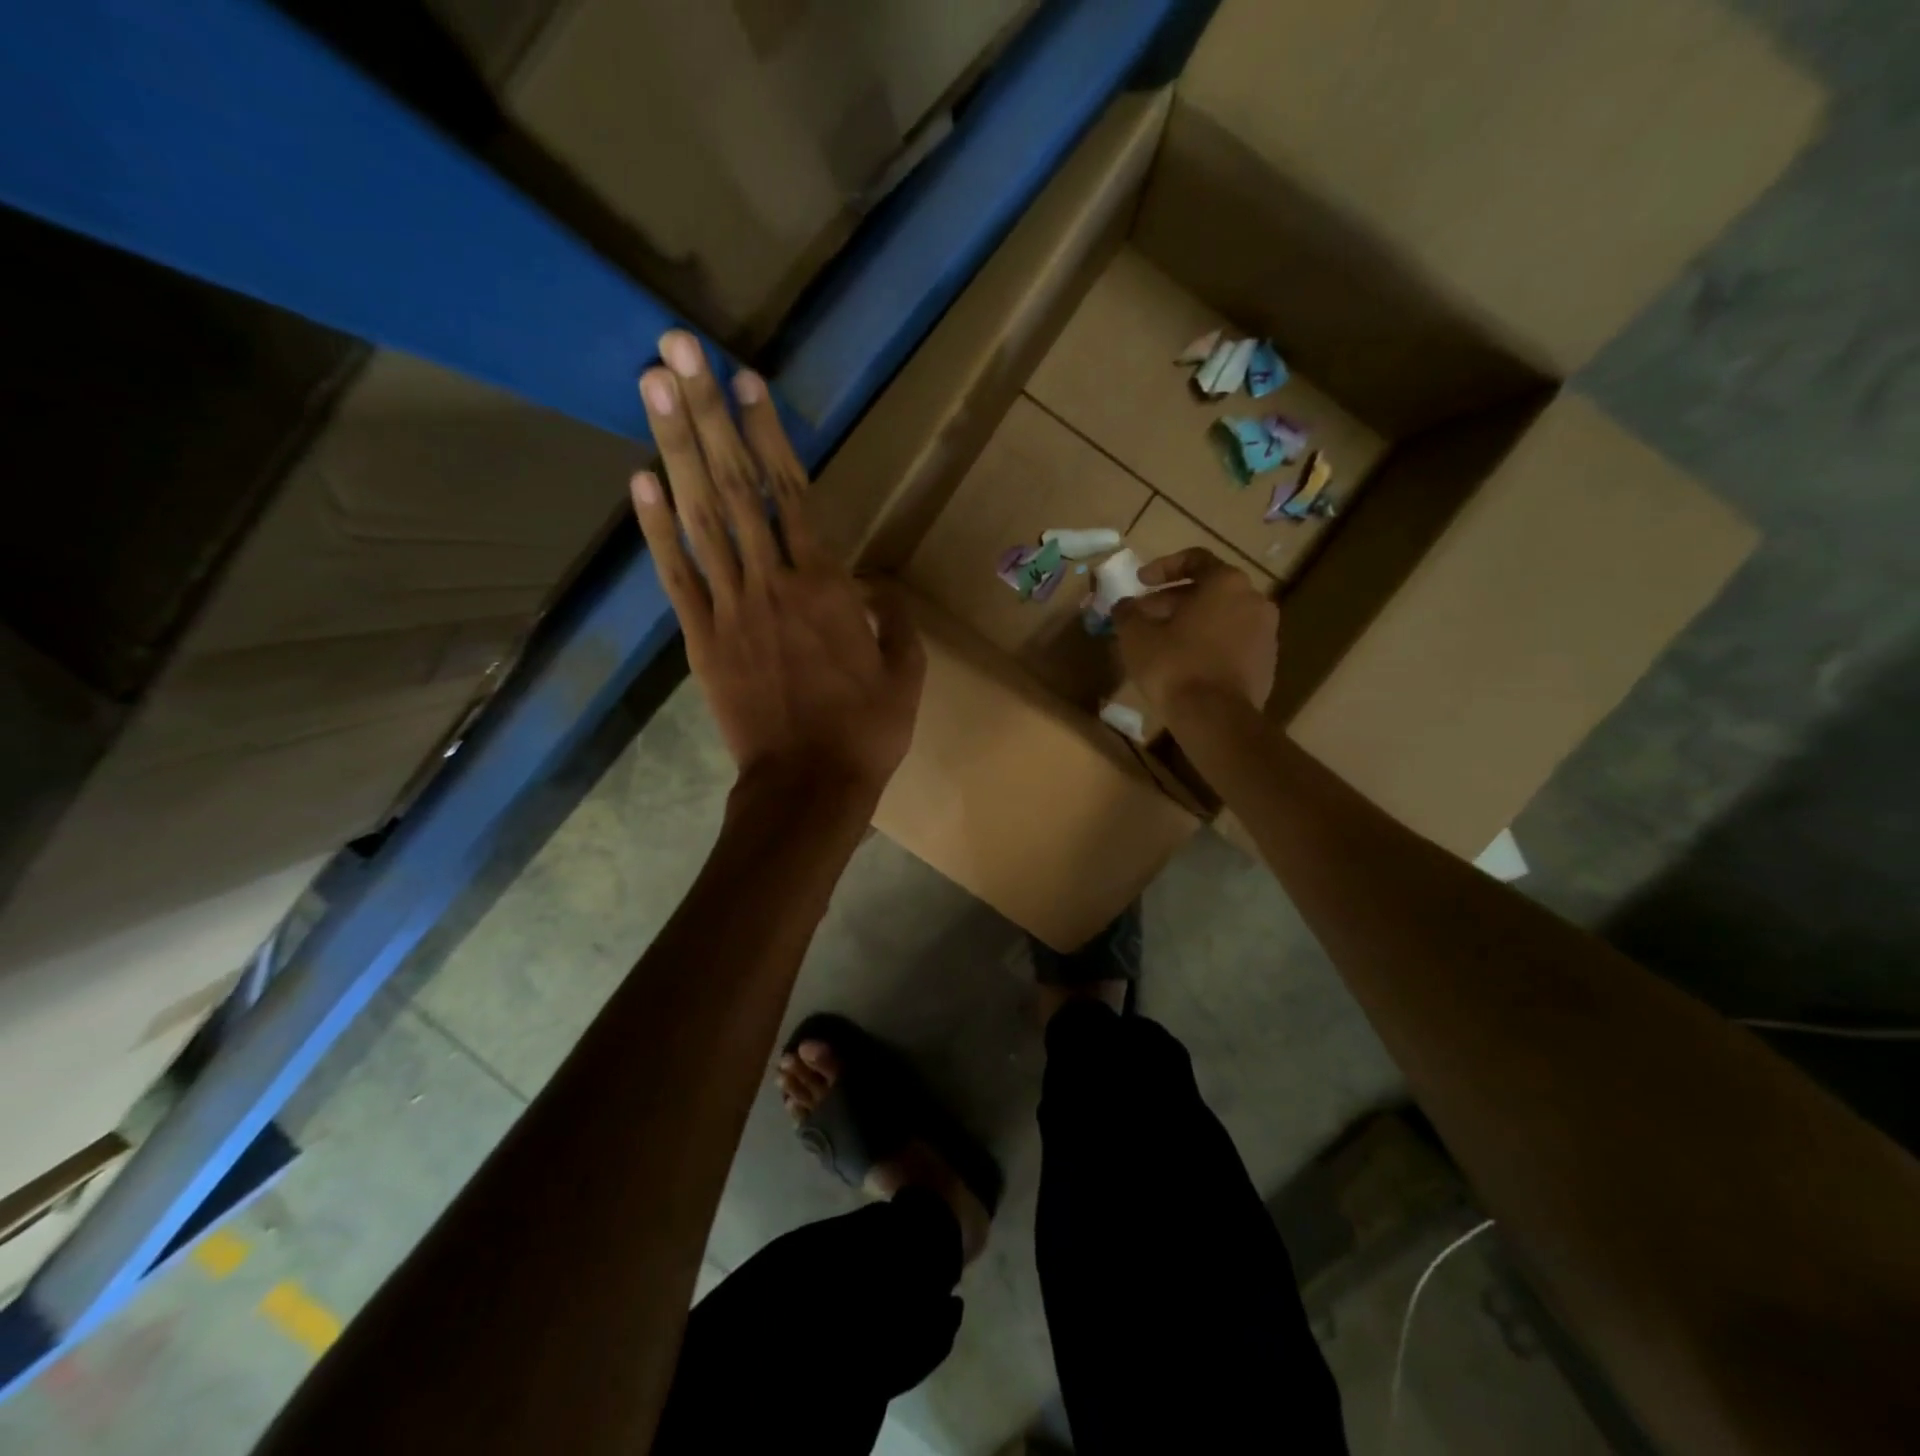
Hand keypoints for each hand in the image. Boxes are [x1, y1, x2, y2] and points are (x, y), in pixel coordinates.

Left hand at [630, 332, 924, 803]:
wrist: (808, 785)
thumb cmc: (867, 731)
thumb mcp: (907, 673)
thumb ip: (894, 619)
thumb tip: (875, 586)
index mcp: (828, 586)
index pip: (793, 494)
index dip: (767, 435)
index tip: (744, 381)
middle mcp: (774, 582)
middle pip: (736, 487)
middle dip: (706, 414)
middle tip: (676, 348)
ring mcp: (731, 608)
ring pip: (701, 518)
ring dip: (674, 449)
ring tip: (652, 388)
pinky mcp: (702, 639)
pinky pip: (676, 577)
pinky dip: (655, 528)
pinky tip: (639, 481)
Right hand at [1113, 548, 1278, 719]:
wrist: (1217, 719)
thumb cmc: (1175, 666)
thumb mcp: (1136, 636)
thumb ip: (1127, 613)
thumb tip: (1123, 605)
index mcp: (1226, 582)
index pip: (1195, 559)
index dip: (1162, 567)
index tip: (1140, 582)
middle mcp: (1254, 600)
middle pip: (1209, 590)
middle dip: (1172, 600)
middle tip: (1144, 617)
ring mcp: (1266, 633)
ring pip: (1222, 617)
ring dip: (1191, 623)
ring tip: (1162, 642)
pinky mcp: (1267, 663)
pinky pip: (1233, 643)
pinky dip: (1209, 645)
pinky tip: (1185, 665)